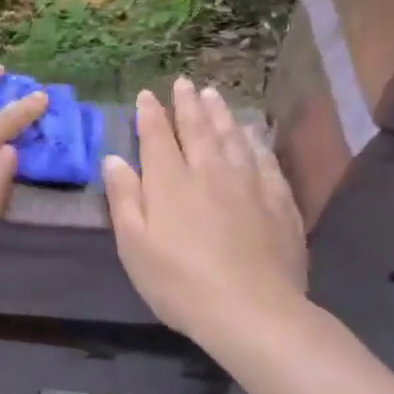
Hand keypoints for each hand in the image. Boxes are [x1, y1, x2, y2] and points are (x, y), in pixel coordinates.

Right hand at [103, 78, 307, 338]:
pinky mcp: (279, 201)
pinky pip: (264, 160)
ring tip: (215, 95)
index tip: (147, 94)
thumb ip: (124, 198)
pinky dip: (254, 142)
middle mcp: (210, 172)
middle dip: (189, 105)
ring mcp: (249, 184)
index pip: (158, 137)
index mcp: (170, 183)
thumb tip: (115, 159)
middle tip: (185, 83)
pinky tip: (252, 135)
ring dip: (221, 114)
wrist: (251, 310)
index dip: (151, 114)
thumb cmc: (179, 282)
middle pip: (198, 130)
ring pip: (233, 138)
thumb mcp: (134, 246)